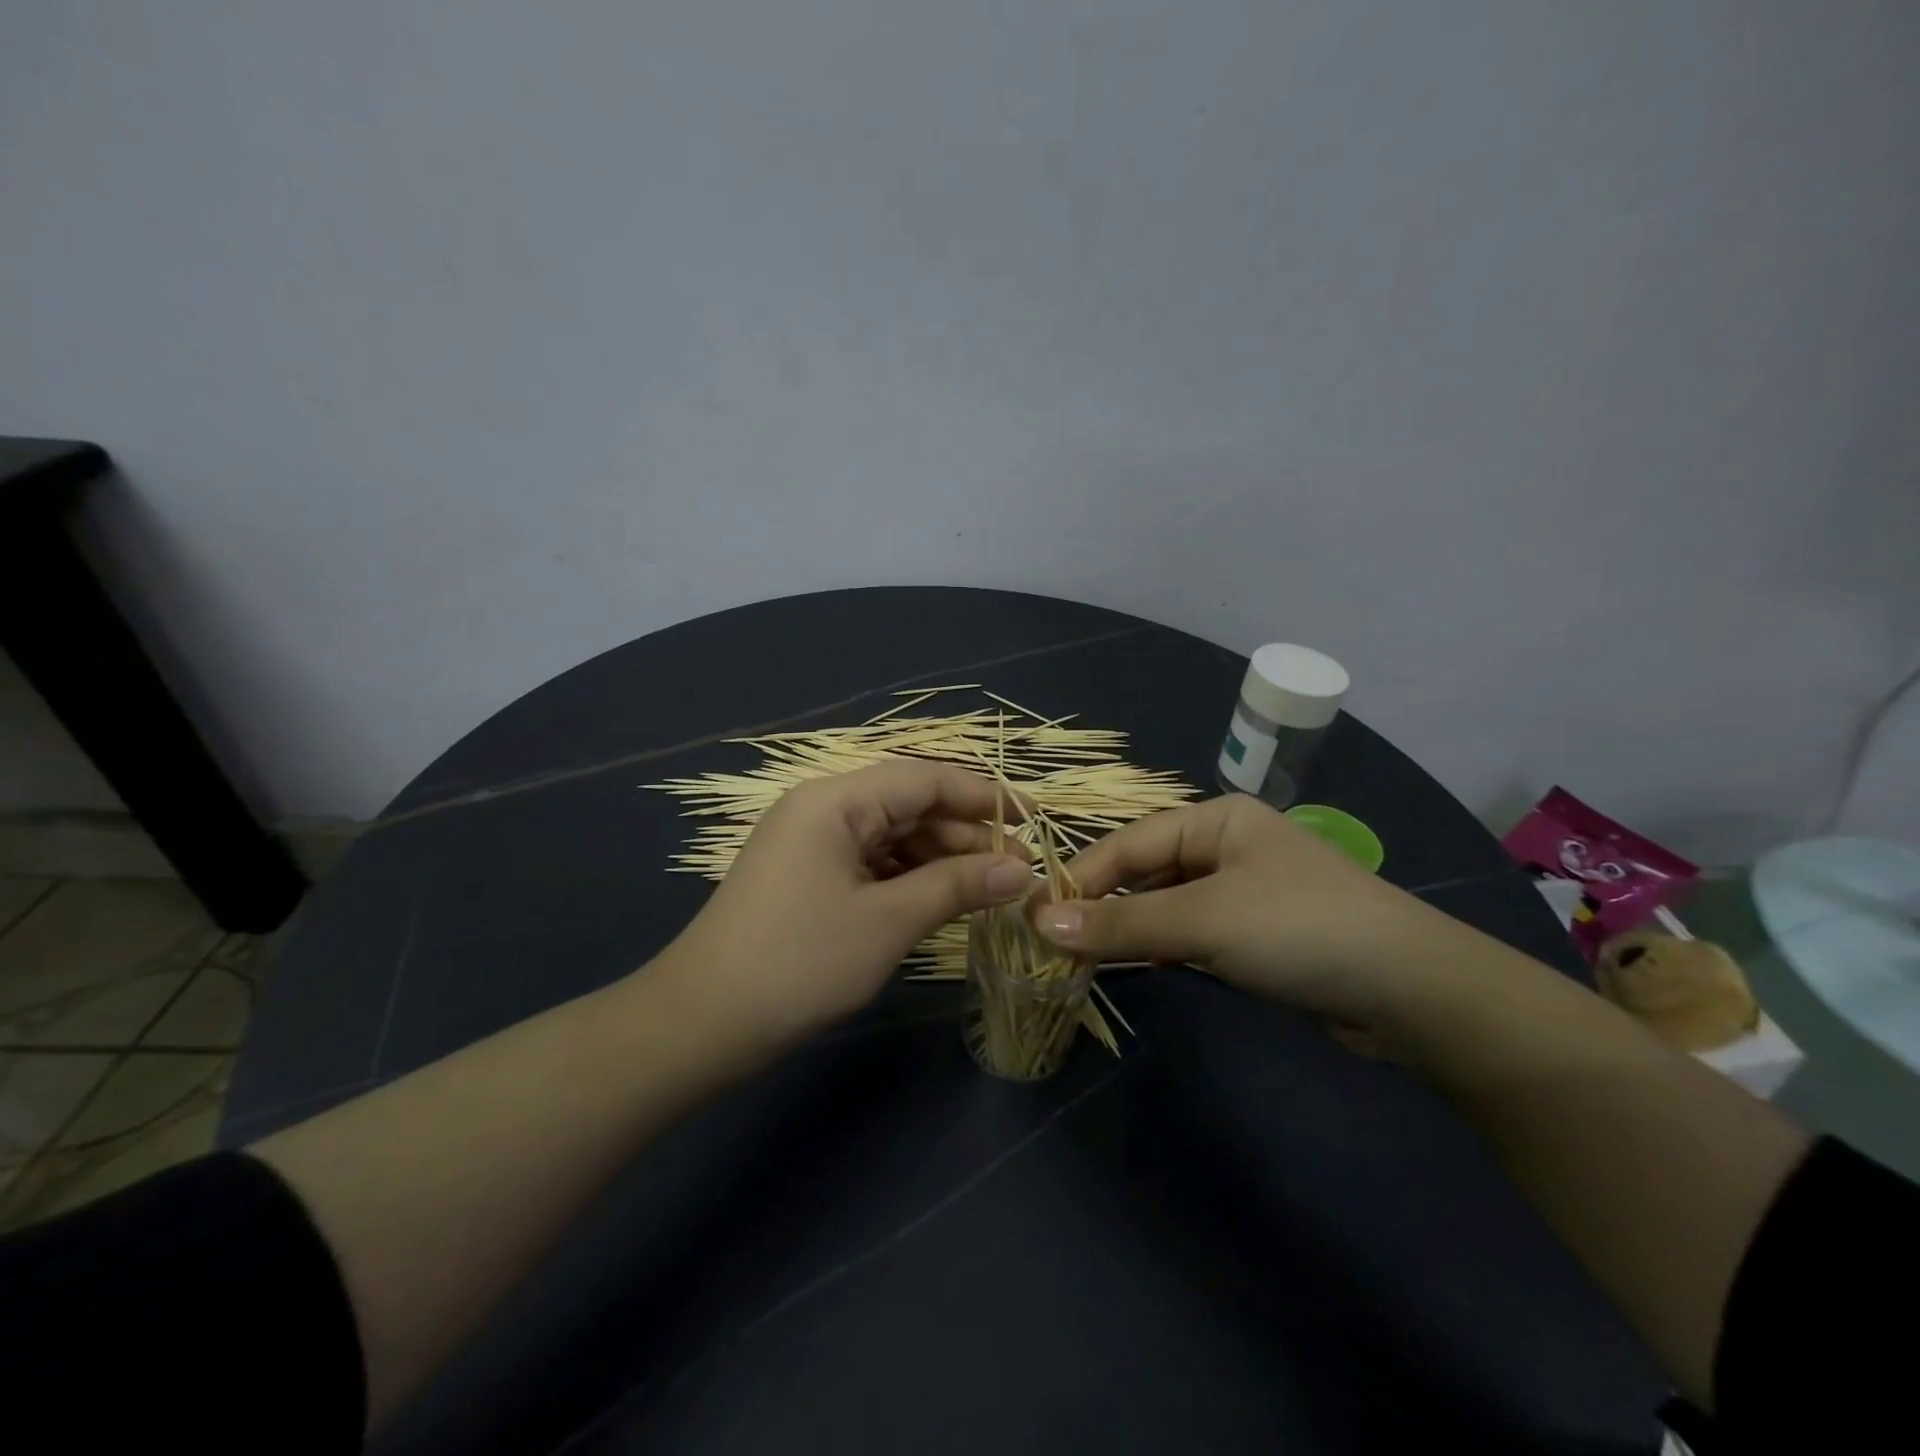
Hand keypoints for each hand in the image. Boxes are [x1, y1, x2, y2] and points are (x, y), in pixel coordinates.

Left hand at [650, 761, 1031, 1059]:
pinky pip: (870, 862)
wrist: (702, 1022)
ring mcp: (810, 843)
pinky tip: (939, 900)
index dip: (984, 796)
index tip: (1033, 821)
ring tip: (988, 889)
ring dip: (940, 858)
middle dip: (964, 834)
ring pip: (892, 836)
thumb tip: (1022, 869)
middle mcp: (822, 808)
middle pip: (908, 805)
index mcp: (836, 800)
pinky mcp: (806, 876)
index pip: (925, 779)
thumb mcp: (888, 921)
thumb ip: (958, 885)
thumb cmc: (800, 962)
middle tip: (1017, 871)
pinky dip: (908, 878)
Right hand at [1033, 794, 1453, 1029]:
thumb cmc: (1299, 929)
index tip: (1036, 915)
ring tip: (1082, 958)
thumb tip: (1041, 926)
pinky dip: (1162, 948)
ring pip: (1166, 905)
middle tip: (1054, 943)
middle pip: (1146, 872)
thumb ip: (1122, 924)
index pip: (1129, 843)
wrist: (1413, 992)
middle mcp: (1227, 846)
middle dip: (1103, 906)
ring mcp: (1243, 891)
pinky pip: (1192, 933)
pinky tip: (1138, 967)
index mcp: (1217, 819)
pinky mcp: (1256, 934)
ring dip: (1129, 930)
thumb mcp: (1203, 921)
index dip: (1082, 878)